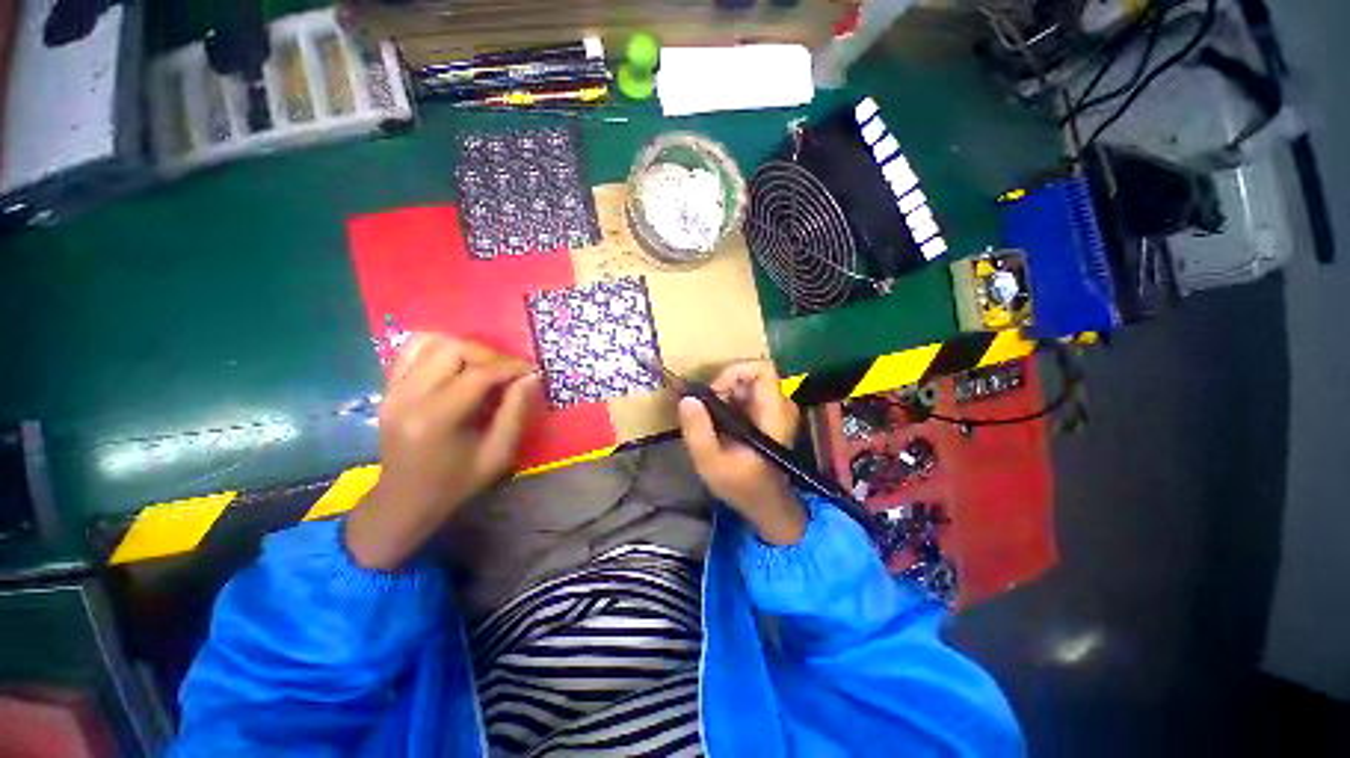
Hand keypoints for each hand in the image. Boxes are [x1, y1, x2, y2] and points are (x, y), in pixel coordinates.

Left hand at [345, 334, 540, 568]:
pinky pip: (411, 349)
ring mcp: (392, 390)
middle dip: (490, 355)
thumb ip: (516, 412)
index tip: (533, 370)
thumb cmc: (456, 482)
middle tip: (510, 371)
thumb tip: (531, 377)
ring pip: (430, 342)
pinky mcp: (387, 388)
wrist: (404, 499)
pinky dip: (439, 347)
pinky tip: (458, 362)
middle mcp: (408, 397)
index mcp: (435, 419)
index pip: (478, 375)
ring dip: (465, 347)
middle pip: (453, 350)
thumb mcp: (498, 455)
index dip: (511, 367)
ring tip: (486, 365)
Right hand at [678, 361, 807, 544]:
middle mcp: (781, 405)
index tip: (714, 392)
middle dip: (723, 386)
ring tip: (711, 419)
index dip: (734, 371)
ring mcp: (777, 409)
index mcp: (773, 414)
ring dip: (724, 395)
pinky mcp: (769, 414)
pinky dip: (729, 401)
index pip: (763, 369)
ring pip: (747, 383)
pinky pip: (747, 394)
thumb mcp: (711, 461)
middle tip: (707, 409)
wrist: (764, 503)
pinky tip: (719, 423)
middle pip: (751, 374)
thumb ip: (697, 430)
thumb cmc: (741, 485)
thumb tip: (686, 398)